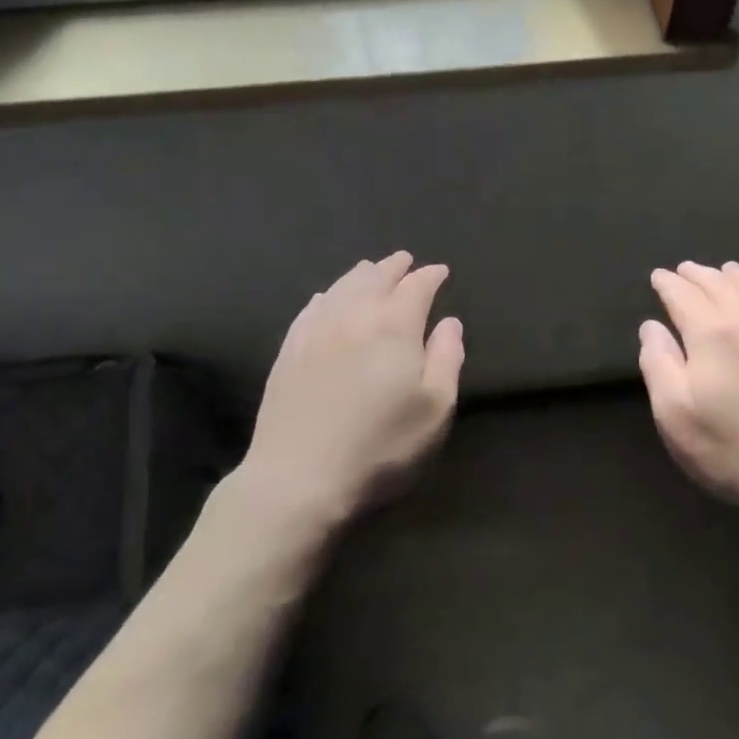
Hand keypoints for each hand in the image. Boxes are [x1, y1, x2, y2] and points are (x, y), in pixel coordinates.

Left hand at [234, 252, 463, 537]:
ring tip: (372, 270)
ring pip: (342, 287)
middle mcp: (354, 315)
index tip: (440, 271)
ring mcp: (316, 330)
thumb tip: (449, 322)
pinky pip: (312, 307)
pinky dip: (328, 294)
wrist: (298, 478)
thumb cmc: (380, 446)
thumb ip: (448, 359)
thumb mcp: (435, 409)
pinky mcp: (289, 351)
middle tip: (406, 261)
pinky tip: (328, 297)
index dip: (431, 276)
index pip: (416, 286)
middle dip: (395, 266)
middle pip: (376, 277)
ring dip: (362, 274)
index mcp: (395, 325)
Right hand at [640, 261, 738, 524]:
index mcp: (712, 331)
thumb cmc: (735, 451)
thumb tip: (652, 326)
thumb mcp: (676, 416)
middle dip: (696, 275)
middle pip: (718, 282)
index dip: (667, 283)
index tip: (658, 277)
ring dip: (731, 276)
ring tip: (720, 273)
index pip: (683, 294)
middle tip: (683, 271)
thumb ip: (658, 364)